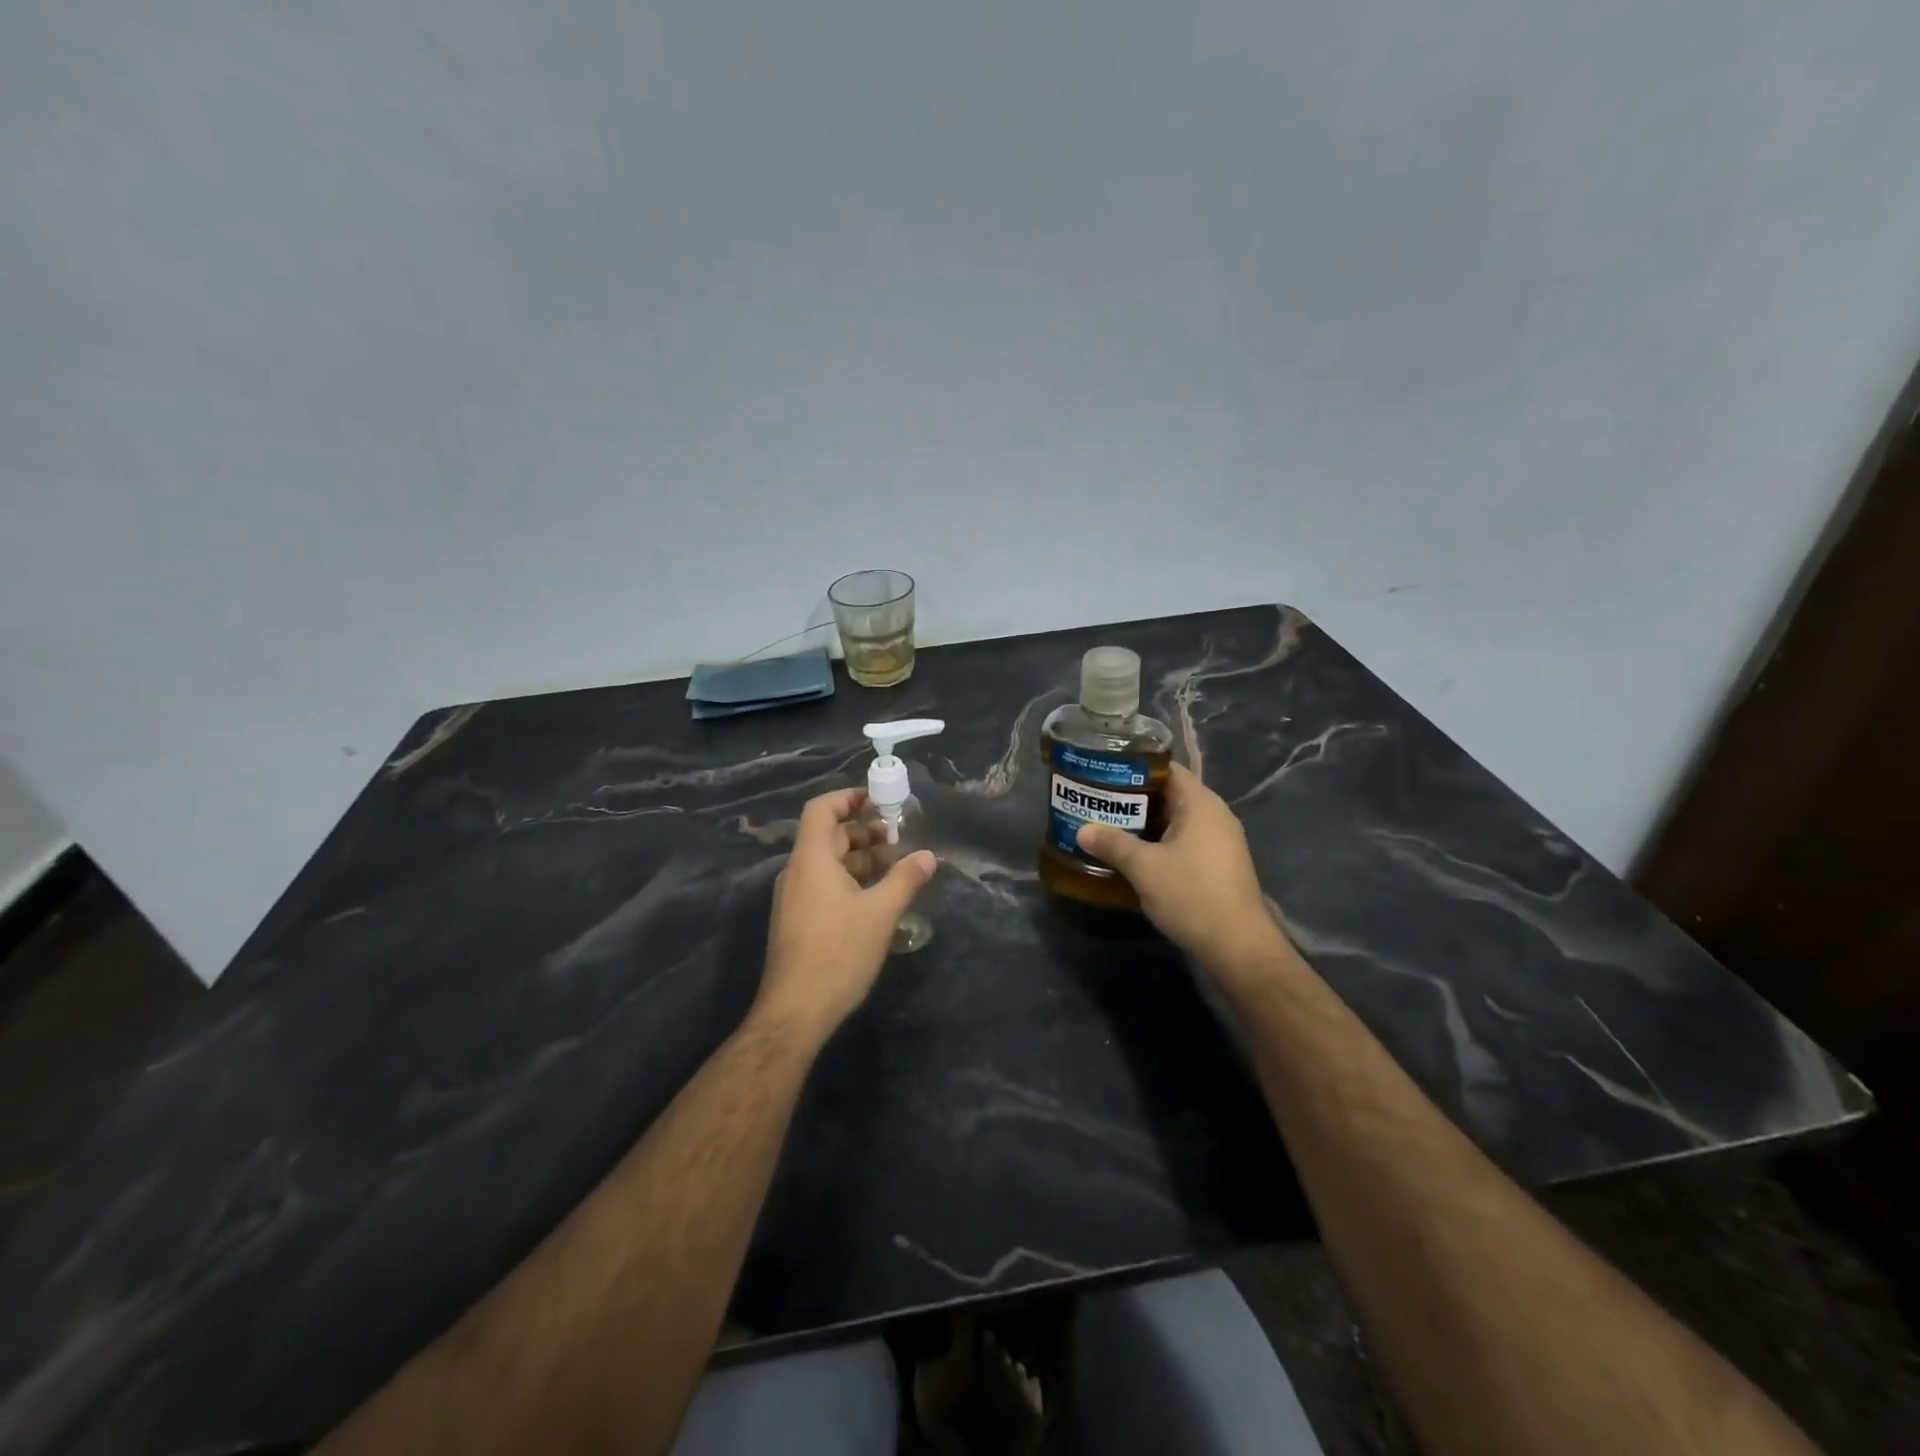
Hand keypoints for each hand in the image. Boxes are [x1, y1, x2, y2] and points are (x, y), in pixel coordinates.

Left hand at [755, 787, 936, 1040]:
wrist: (795, 1012)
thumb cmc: (838, 953)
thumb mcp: (880, 913)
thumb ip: (905, 880)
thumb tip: (929, 856)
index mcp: (811, 860)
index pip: (822, 809)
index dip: (848, 798)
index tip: (879, 800)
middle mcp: (796, 872)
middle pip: (827, 835)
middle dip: (863, 831)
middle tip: (898, 837)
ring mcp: (794, 898)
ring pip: (827, 863)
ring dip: (859, 858)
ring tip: (895, 865)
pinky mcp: (797, 920)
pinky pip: (823, 884)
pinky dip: (849, 879)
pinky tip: (876, 896)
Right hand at [1075, 763, 1286, 975]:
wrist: (1237, 946)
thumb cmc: (1192, 895)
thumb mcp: (1144, 868)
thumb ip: (1112, 844)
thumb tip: (1082, 829)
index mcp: (1201, 804)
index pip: (1167, 769)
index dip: (1135, 768)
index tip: (1104, 773)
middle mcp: (1214, 815)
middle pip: (1169, 794)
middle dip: (1134, 798)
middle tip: (1098, 801)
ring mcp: (1220, 841)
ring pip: (1175, 821)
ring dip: (1144, 824)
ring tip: (1108, 826)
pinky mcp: (1218, 864)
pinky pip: (1184, 841)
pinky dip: (1159, 843)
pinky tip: (1133, 856)